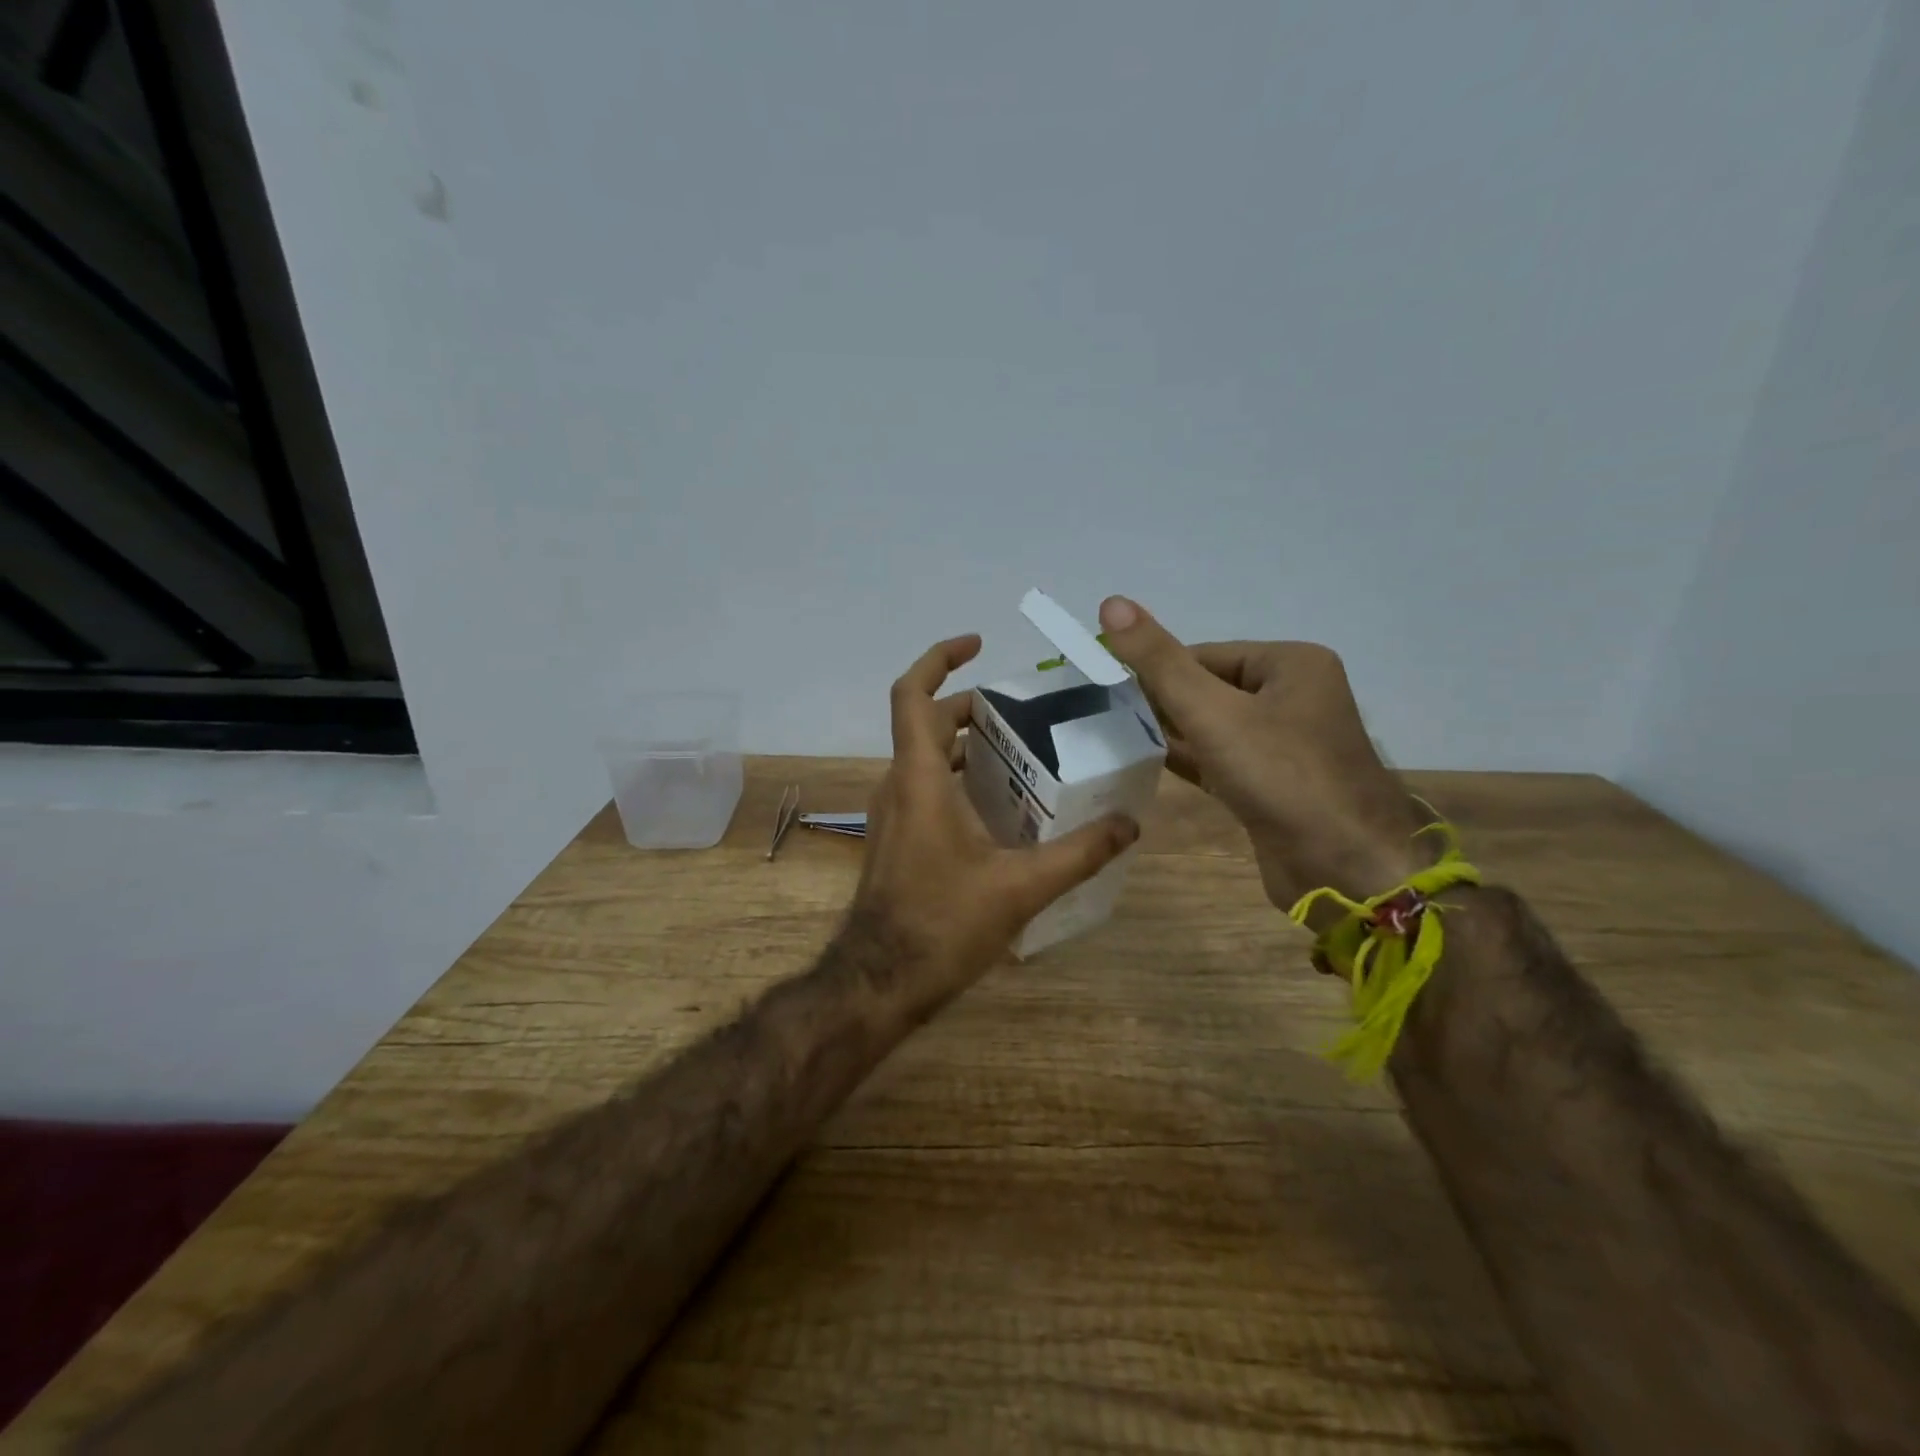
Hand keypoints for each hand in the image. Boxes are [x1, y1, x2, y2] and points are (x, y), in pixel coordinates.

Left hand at [848, 634, 1140, 1006]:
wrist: (879, 982)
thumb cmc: (942, 925)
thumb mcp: (1021, 887)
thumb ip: (1079, 853)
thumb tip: (1129, 825)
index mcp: (919, 778)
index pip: (912, 695)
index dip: (938, 658)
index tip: (976, 644)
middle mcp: (898, 785)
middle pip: (925, 722)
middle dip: (968, 706)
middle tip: (1021, 710)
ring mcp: (892, 814)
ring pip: (924, 757)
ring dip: (964, 743)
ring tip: (1019, 749)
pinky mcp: (896, 840)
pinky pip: (925, 787)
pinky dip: (957, 777)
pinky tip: (999, 805)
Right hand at [1096, 597, 1426, 911]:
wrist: (1343, 869)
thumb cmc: (1281, 775)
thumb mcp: (1213, 711)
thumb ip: (1160, 661)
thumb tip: (1111, 602)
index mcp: (1291, 665)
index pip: (1206, 654)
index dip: (1156, 670)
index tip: (1108, 688)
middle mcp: (1293, 698)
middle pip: (1209, 689)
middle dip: (1161, 702)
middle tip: (1106, 715)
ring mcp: (1285, 745)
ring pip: (1213, 727)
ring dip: (1170, 732)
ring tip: (1115, 737)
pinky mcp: (1273, 785)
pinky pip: (1221, 760)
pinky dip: (1188, 760)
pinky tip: (1146, 762)